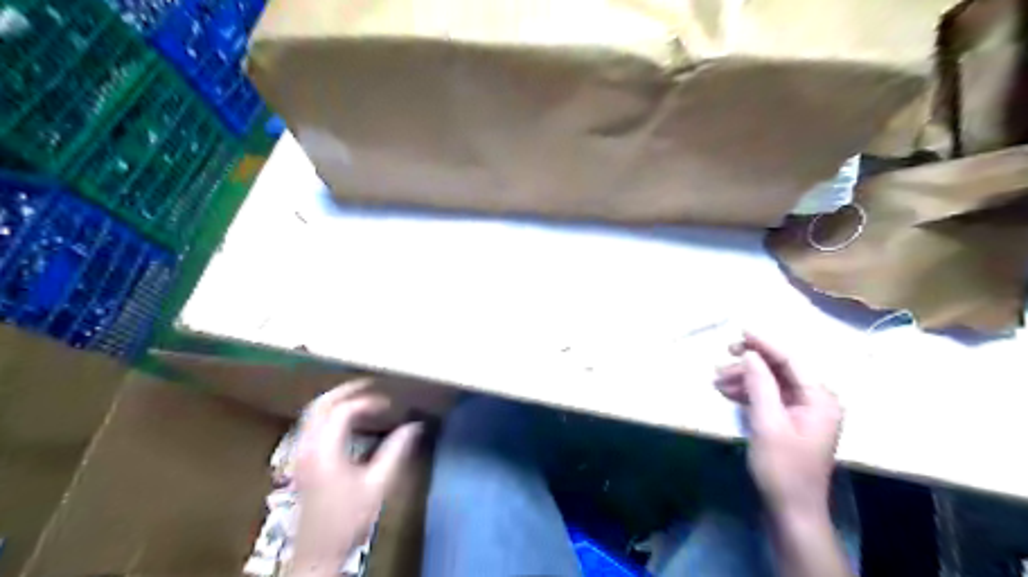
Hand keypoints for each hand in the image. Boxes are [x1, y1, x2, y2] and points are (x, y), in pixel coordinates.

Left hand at [286, 380, 419, 574]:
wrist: (317, 553)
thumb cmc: (349, 519)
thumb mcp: (379, 485)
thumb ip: (396, 452)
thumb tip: (414, 426)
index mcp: (325, 450)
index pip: (343, 410)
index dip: (368, 401)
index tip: (389, 405)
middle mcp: (307, 447)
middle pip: (320, 405)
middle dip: (346, 390)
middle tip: (370, 385)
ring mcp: (299, 454)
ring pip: (311, 413)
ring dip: (335, 400)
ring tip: (360, 396)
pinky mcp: (300, 461)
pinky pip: (310, 424)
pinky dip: (327, 413)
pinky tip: (344, 419)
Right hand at [717, 333, 842, 517]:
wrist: (790, 509)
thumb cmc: (782, 467)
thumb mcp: (768, 423)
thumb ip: (760, 384)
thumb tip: (750, 354)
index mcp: (821, 399)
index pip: (791, 360)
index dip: (765, 343)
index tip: (740, 331)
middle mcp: (816, 400)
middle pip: (781, 369)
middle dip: (751, 362)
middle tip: (722, 358)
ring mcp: (804, 411)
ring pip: (772, 382)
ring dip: (745, 377)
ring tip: (717, 380)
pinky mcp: (791, 421)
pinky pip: (769, 396)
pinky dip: (749, 392)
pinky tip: (728, 392)